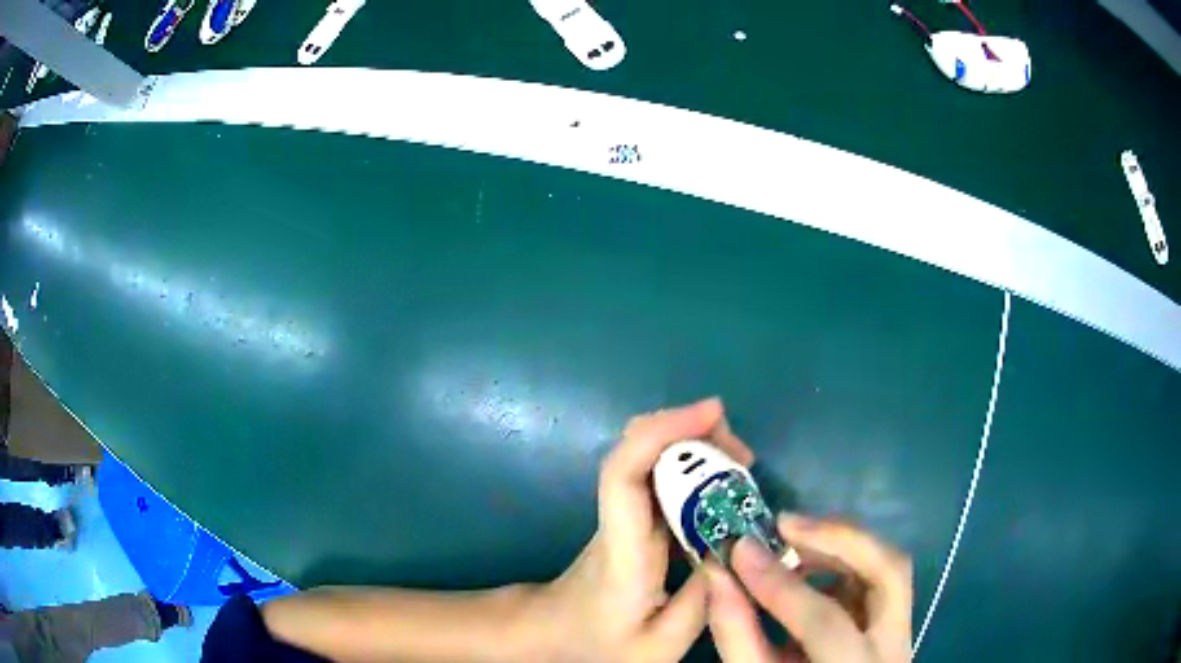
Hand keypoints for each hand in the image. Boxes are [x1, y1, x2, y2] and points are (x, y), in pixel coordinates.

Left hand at [532, 398, 755, 662]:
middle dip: (692, 433)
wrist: (553, 637)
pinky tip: (723, 484)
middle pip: (638, 450)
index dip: (663, 431)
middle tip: (744, 454)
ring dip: (695, 446)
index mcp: (622, 550)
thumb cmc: (598, 646)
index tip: (709, 412)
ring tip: (741, 464)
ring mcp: (622, 517)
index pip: (625, 473)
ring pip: (648, 458)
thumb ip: (702, 602)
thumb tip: (737, 552)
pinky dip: (693, 467)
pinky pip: (660, 479)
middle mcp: (618, 521)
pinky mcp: (632, 522)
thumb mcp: (660, 644)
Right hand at [706, 515, 912, 662]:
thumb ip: (736, 633)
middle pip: (889, 571)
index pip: (825, 623)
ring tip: (790, 540)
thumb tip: (716, 572)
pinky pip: (876, 575)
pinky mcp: (897, 617)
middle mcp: (893, 647)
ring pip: (888, 565)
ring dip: (841, 544)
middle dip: (839, 538)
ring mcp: (903, 628)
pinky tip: (808, 564)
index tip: (740, 548)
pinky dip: (843, 560)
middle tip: (784, 524)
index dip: (781, 585)